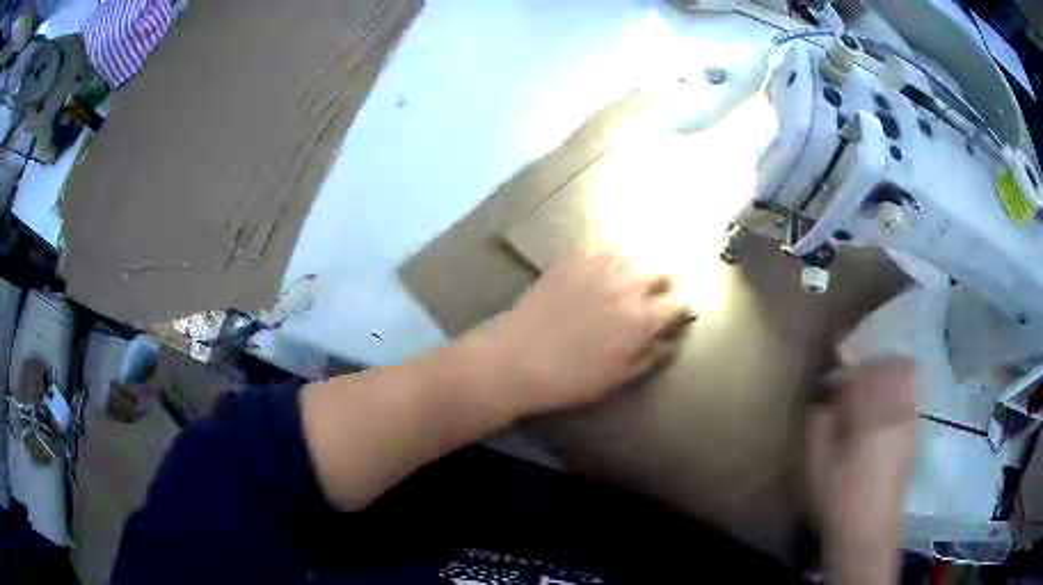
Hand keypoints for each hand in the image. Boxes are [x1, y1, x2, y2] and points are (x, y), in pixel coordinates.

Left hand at [459, 247, 690, 414]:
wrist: (518, 359)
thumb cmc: (570, 378)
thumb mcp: (617, 378)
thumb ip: (648, 357)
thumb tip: (667, 343)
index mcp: (642, 319)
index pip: (677, 304)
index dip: (681, 310)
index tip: (678, 314)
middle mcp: (627, 286)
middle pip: (659, 272)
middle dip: (662, 284)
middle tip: (653, 296)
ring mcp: (598, 268)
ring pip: (632, 254)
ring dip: (636, 266)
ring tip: (628, 278)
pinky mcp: (571, 259)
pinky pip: (599, 245)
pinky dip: (607, 252)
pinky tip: (602, 263)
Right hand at [807, 358, 916, 584]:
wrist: (870, 534)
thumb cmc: (840, 501)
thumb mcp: (818, 466)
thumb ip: (820, 425)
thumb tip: (825, 401)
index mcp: (873, 417)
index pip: (865, 371)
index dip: (848, 368)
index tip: (833, 376)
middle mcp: (898, 412)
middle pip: (895, 365)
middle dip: (873, 365)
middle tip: (853, 383)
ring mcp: (909, 422)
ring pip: (906, 378)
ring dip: (887, 377)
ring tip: (867, 397)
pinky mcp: (913, 435)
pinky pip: (908, 397)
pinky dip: (895, 393)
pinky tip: (878, 416)